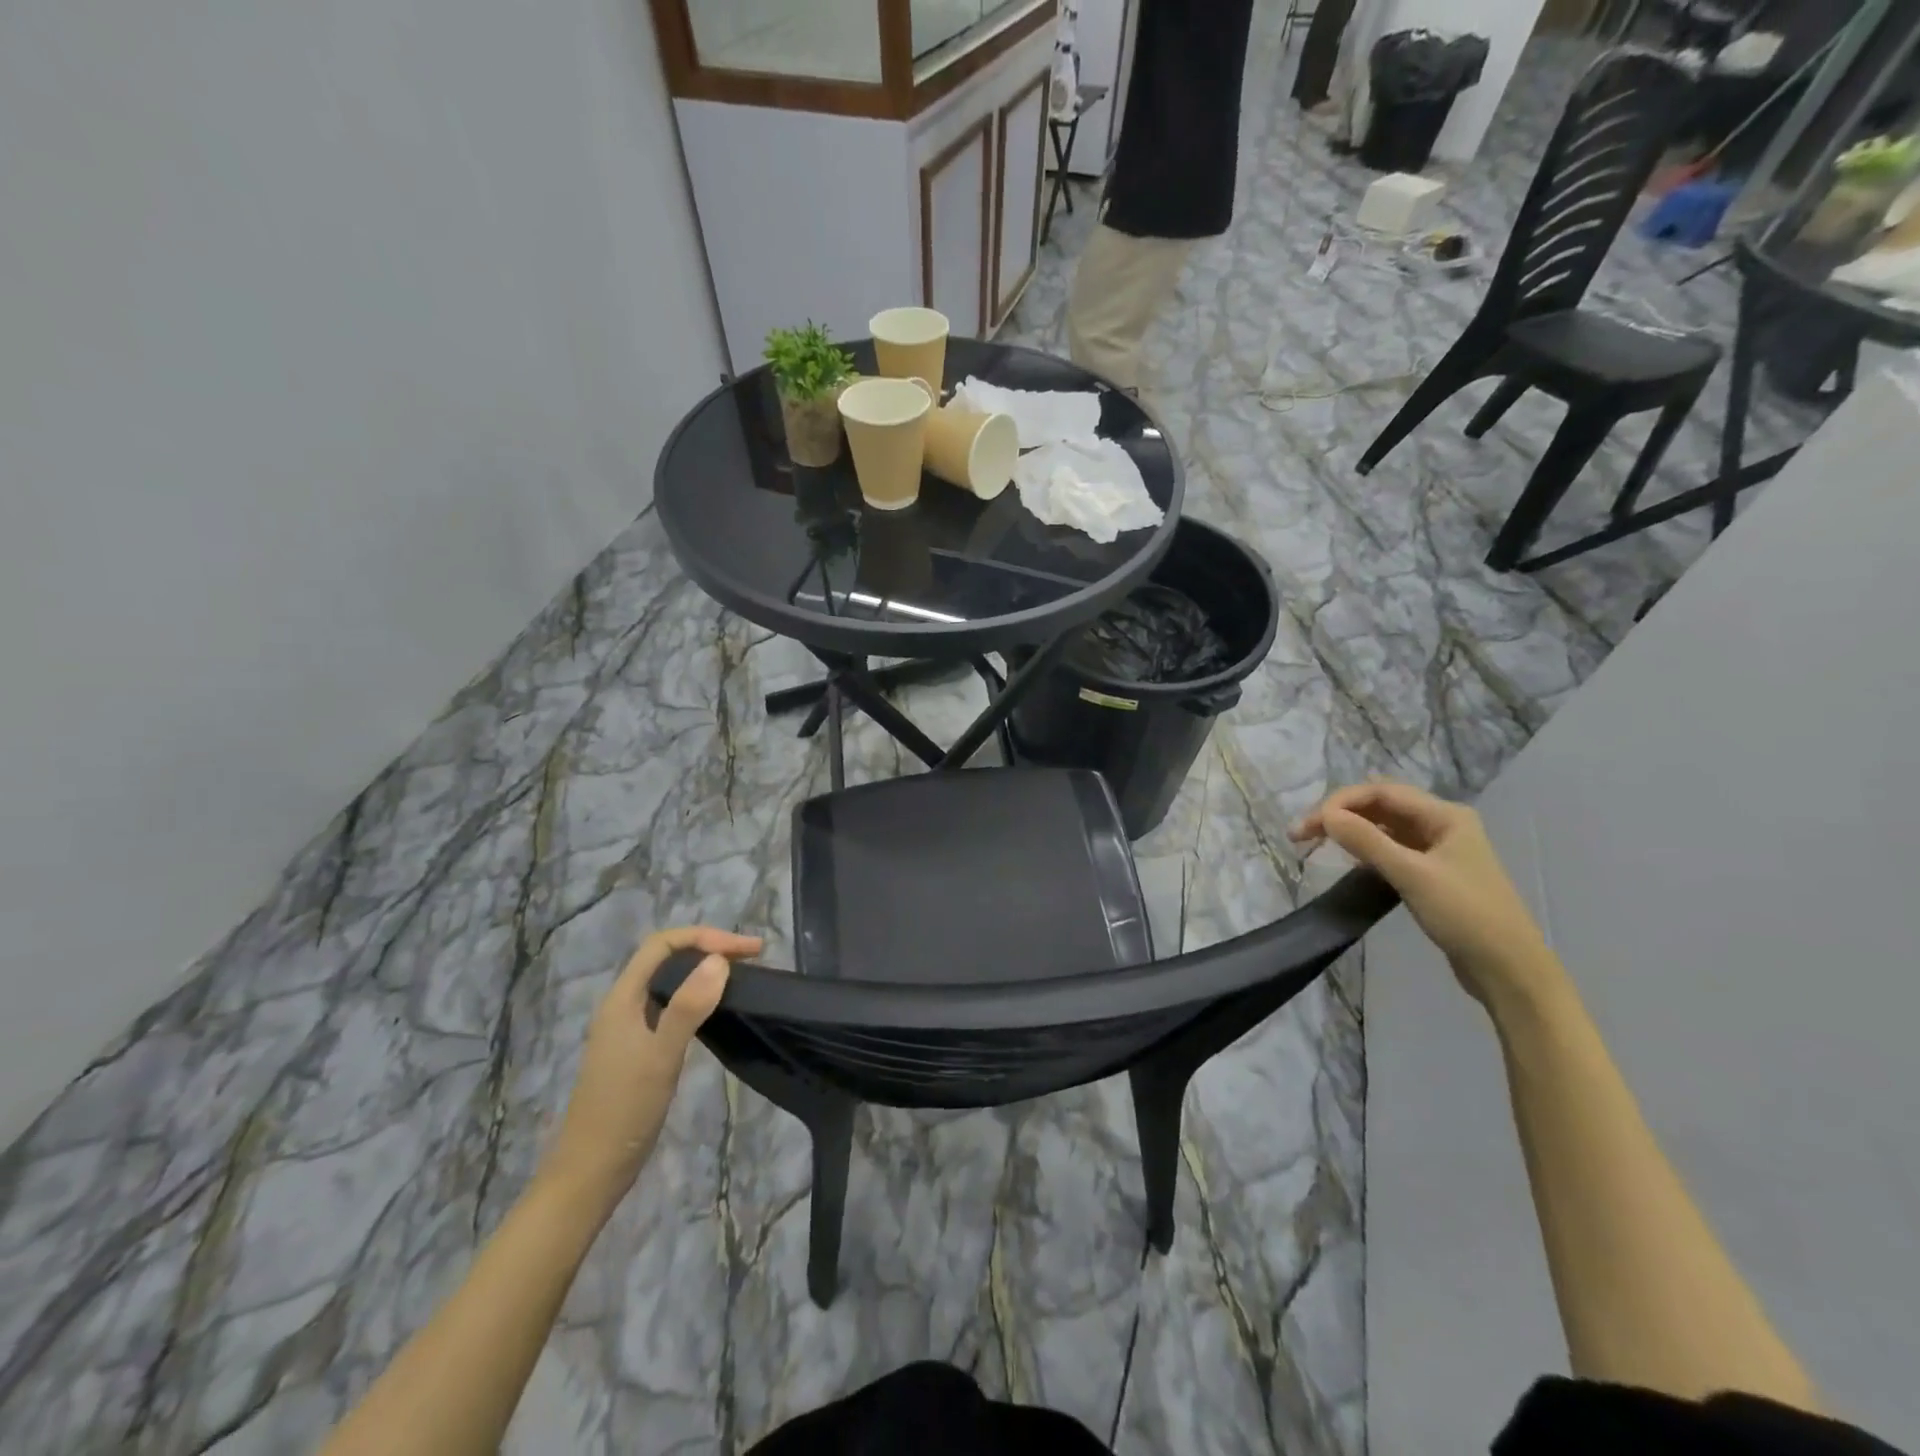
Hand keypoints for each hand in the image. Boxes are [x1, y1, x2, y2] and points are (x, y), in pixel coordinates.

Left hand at [537, 926, 762, 1212]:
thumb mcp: (661, 1056)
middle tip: (753, 958)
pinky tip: (717, 1010)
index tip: (747, 951)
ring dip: (705, 970)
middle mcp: (624, 1004)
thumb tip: (720, 960)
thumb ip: (688, 1006)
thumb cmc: (624, 1111)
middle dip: (709, 948)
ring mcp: (630, 1027)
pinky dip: (698, 996)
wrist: (590, 1173)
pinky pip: (672, 1004)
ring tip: (742, 976)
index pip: (663, 944)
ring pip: (670, 981)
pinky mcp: (640, 1048)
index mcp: (623, 998)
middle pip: (667, 957)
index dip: (706, 937)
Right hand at [1291, 782, 1553, 1009]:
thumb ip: (1367, 842)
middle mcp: (1442, 824)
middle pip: (1381, 805)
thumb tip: (1325, 816)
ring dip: (1350, 830)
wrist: (1509, 970)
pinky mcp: (1432, 873)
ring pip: (1384, 827)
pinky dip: (1365, 849)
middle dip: (1340, 814)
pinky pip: (1391, 849)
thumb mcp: (1412, 875)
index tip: (1308, 827)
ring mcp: (1438, 849)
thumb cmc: (1465, 915)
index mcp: (1445, 815)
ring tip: (1317, 844)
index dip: (1339, 802)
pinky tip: (1349, 860)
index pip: (1381, 792)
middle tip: (1302, 835)